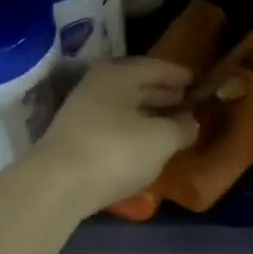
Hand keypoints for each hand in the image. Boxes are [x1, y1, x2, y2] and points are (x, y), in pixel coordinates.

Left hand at [36, 57, 198, 214]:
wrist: (55, 187)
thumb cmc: (115, 151)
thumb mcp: (160, 140)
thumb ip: (181, 128)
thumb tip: (191, 122)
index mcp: (120, 73)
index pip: (156, 67)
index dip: (179, 75)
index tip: (197, 81)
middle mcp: (98, 84)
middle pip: (138, 84)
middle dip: (163, 93)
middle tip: (187, 101)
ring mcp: (82, 110)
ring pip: (124, 105)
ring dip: (147, 113)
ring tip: (170, 124)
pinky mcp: (74, 137)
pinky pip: (112, 124)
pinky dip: (132, 129)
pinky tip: (144, 143)